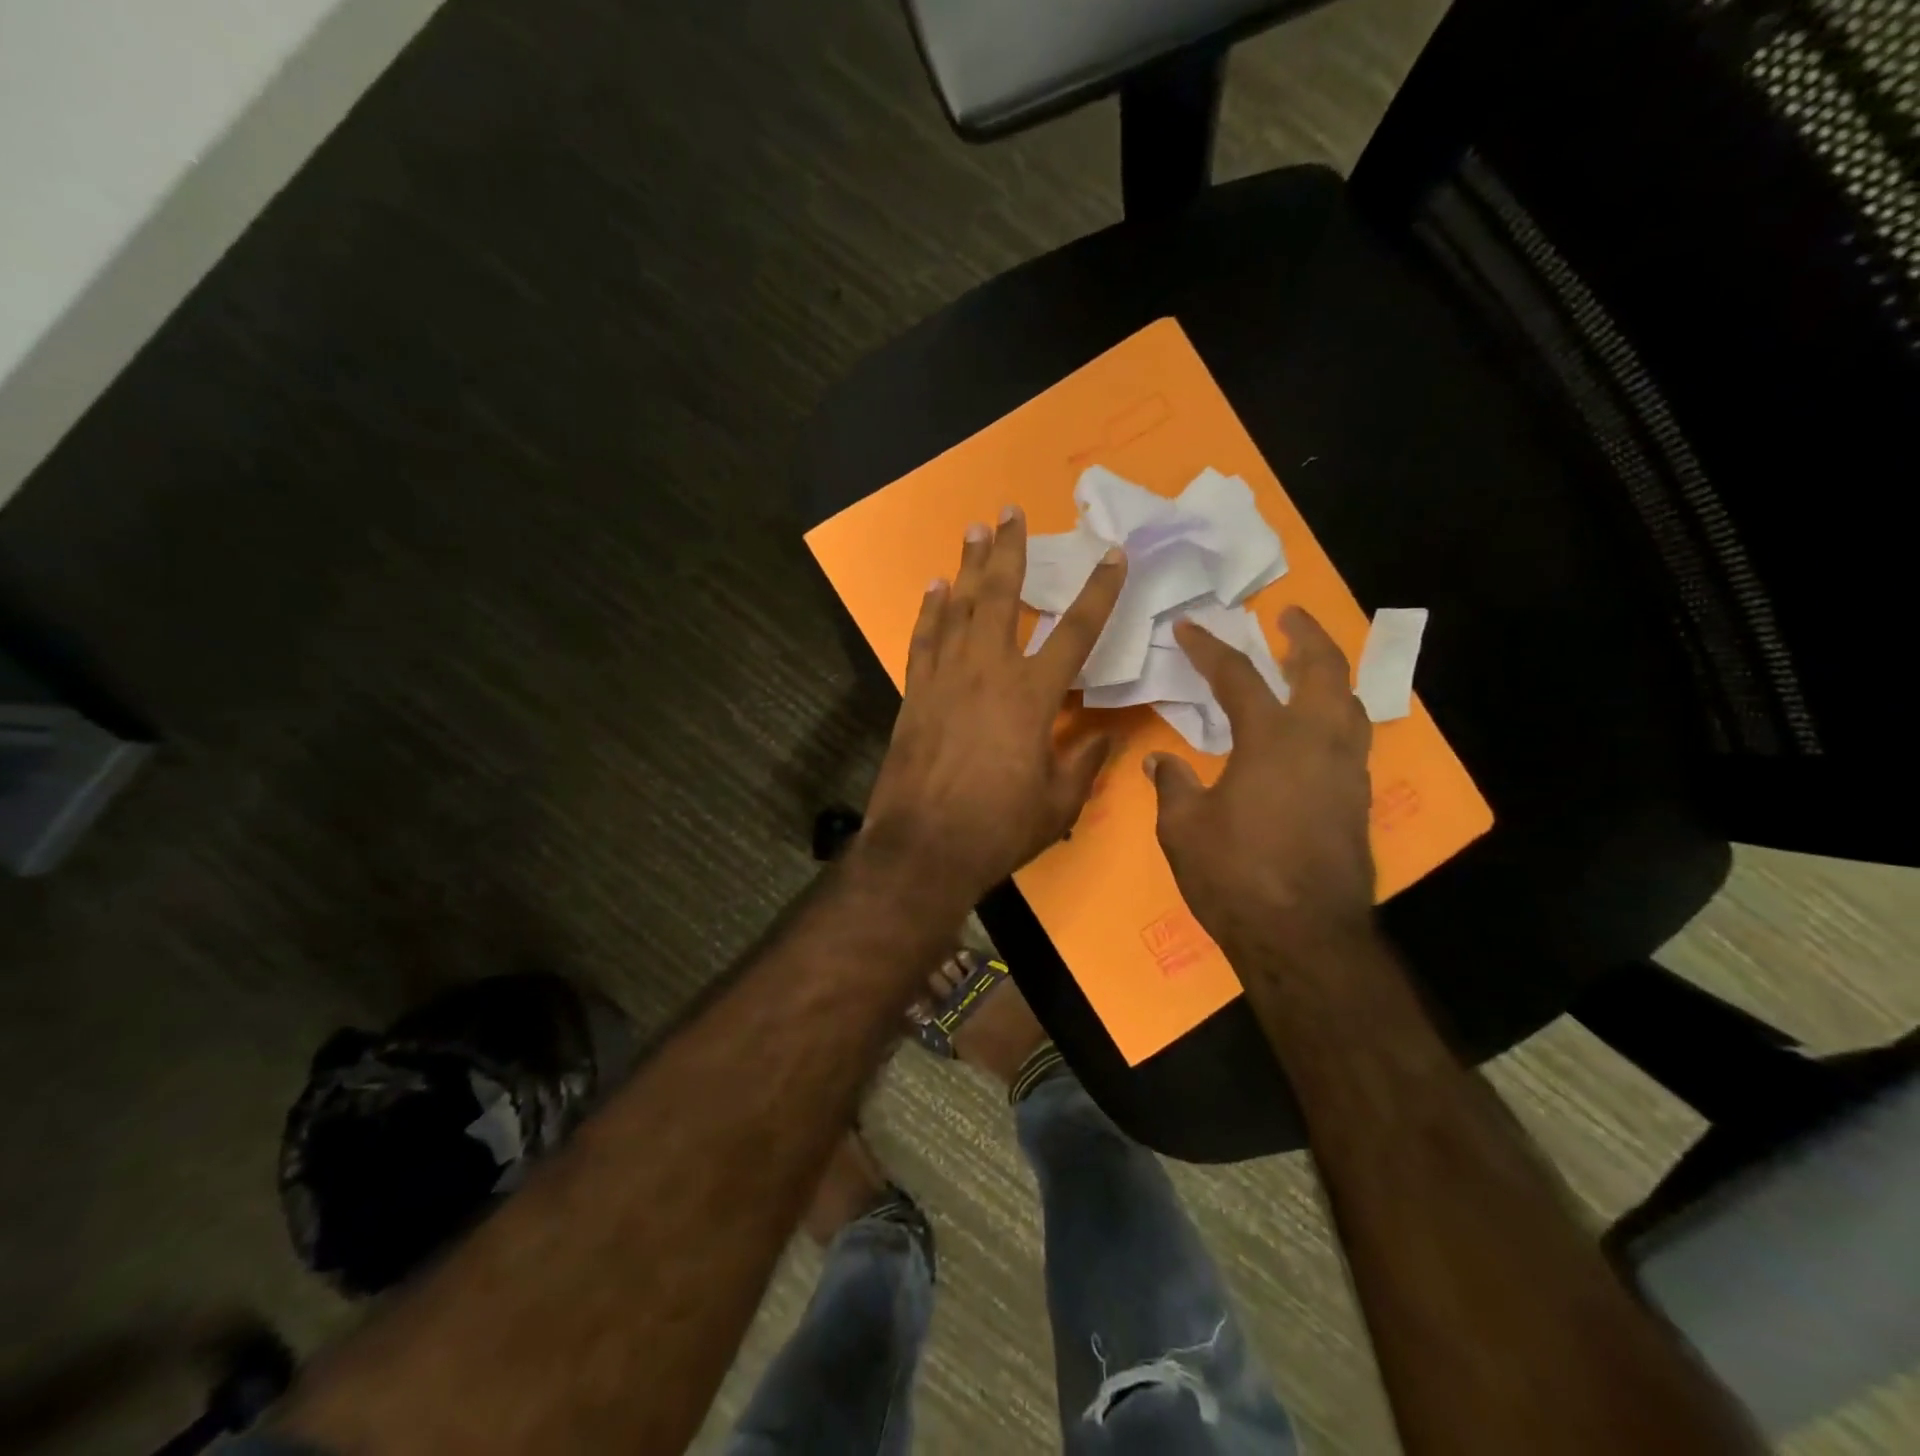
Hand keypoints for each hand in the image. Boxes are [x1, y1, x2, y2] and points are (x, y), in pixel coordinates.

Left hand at [863, 507, 1126, 904]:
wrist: (922, 848)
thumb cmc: (997, 829)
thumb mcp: (1057, 804)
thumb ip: (1085, 763)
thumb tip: (1108, 739)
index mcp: (1031, 695)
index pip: (1075, 631)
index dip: (1099, 591)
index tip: (1113, 555)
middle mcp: (987, 672)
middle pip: (1002, 597)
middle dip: (1010, 551)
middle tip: (1010, 511)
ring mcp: (945, 679)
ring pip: (958, 608)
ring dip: (968, 567)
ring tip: (975, 530)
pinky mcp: (915, 694)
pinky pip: (923, 640)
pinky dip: (929, 611)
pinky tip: (934, 588)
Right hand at [1146, 607, 1376, 963]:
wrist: (1305, 937)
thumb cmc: (1235, 876)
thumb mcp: (1183, 828)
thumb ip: (1173, 785)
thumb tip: (1160, 761)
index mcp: (1271, 739)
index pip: (1238, 677)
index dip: (1210, 648)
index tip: (1189, 627)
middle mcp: (1319, 742)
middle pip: (1324, 669)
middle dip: (1306, 635)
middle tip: (1289, 615)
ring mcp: (1348, 772)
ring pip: (1351, 702)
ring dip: (1331, 673)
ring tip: (1310, 664)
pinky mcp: (1359, 801)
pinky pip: (1354, 739)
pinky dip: (1337, 716)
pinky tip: (1317, 730)